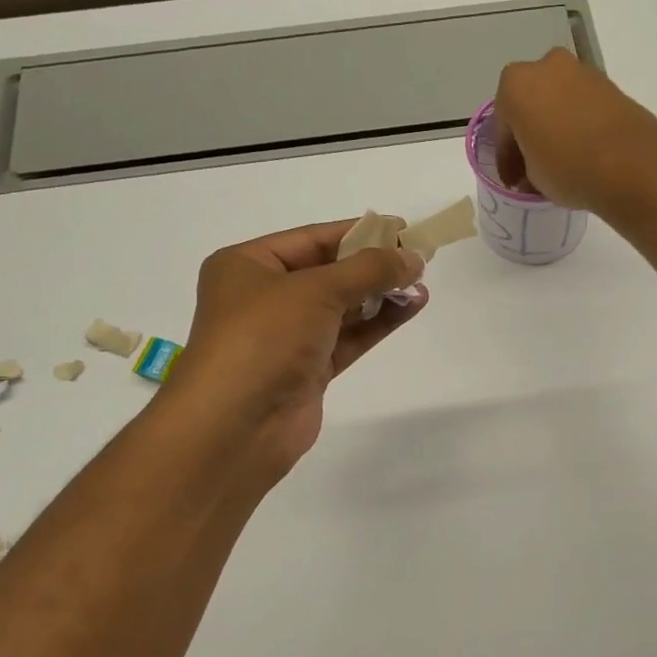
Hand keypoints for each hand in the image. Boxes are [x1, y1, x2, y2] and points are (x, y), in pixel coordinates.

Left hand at [167, 221, 426, 478]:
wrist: (235, 427)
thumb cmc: (264, 339)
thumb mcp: (316, 291)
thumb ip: (369, 270)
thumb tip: (413, 258)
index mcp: (248, 265)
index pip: (312, 238)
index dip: (358, 232)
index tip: (403, 229)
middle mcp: (264, 296)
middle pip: (328, 271)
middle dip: (373, 265)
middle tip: (419, 258)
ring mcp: (286, 336)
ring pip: (342, 307)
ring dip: (380, 295)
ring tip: (421, 284)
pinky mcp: (307, 369)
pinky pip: (348, 337)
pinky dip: (377, 323)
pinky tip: (410, 308)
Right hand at [493, 48, 656, 209]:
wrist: (631, 162)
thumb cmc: (567, 166)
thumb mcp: (532, 177)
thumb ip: (525, 168)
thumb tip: (530, 173)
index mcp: (515, 84)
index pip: (502, 126)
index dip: (506, 158)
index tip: (512, 180)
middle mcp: (546, 66)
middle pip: (530, 104)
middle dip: (530, 133)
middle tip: (533, 167)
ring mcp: (581, 71)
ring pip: (557, 101)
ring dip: (555, 126)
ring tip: (560, 160)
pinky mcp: (610, 84)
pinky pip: (583, 105)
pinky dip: (578, 123)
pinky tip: (583, 150)